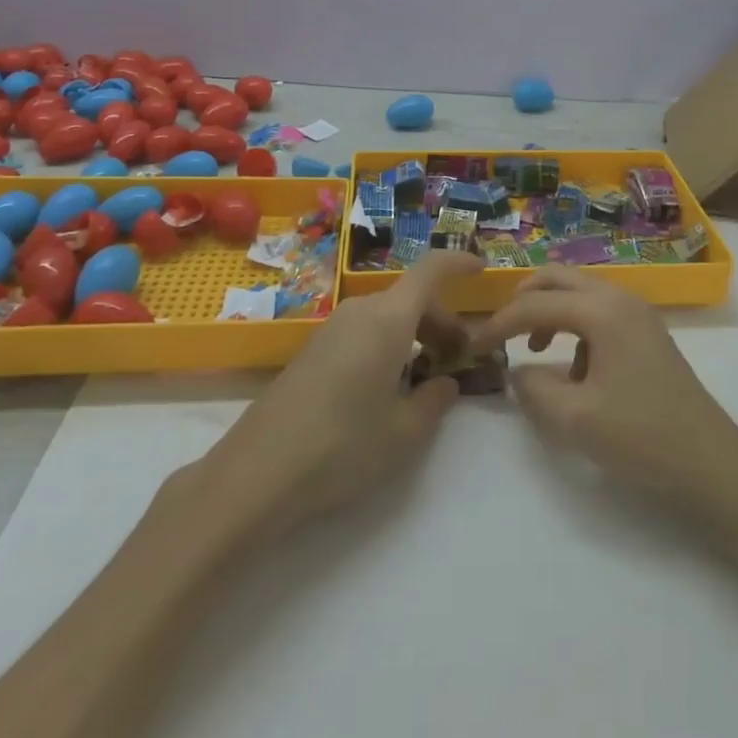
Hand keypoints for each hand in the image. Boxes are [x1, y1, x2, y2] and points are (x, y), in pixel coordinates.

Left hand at [176, 251, 482, 537]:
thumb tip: (444, 382)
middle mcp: (360, 312)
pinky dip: (387, 345)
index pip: (431, 270)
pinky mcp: (312, 351)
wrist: (255, 474)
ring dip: (414, 334)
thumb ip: (434, 401)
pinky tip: (386, 388)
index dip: (458, 263)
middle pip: (411, 298)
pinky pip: (363, 332)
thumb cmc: (341, 447)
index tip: (481, 269)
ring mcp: (331, 329)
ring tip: (425, 377)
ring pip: (387, 316)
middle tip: (459, 359)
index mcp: (388, 319)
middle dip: (442, 321)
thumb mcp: (404, 433)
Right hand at [471, 267, 737, 522]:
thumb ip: (534, 388)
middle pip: (557, 277)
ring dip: (549, 310)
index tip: (472, 348)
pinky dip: (574, 324)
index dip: (498, 324)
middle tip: (501, 332)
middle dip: (523, 300)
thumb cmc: (641, 437)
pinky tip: (575, 368)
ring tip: (534, 350)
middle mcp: (619, 298)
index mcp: (601, 310)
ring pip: (579, 291)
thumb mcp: (575, 419)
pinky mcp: (646, 331)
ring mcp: (637, 312)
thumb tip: (518, 370)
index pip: (535, 304)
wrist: (711, 461)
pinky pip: (598, 310)